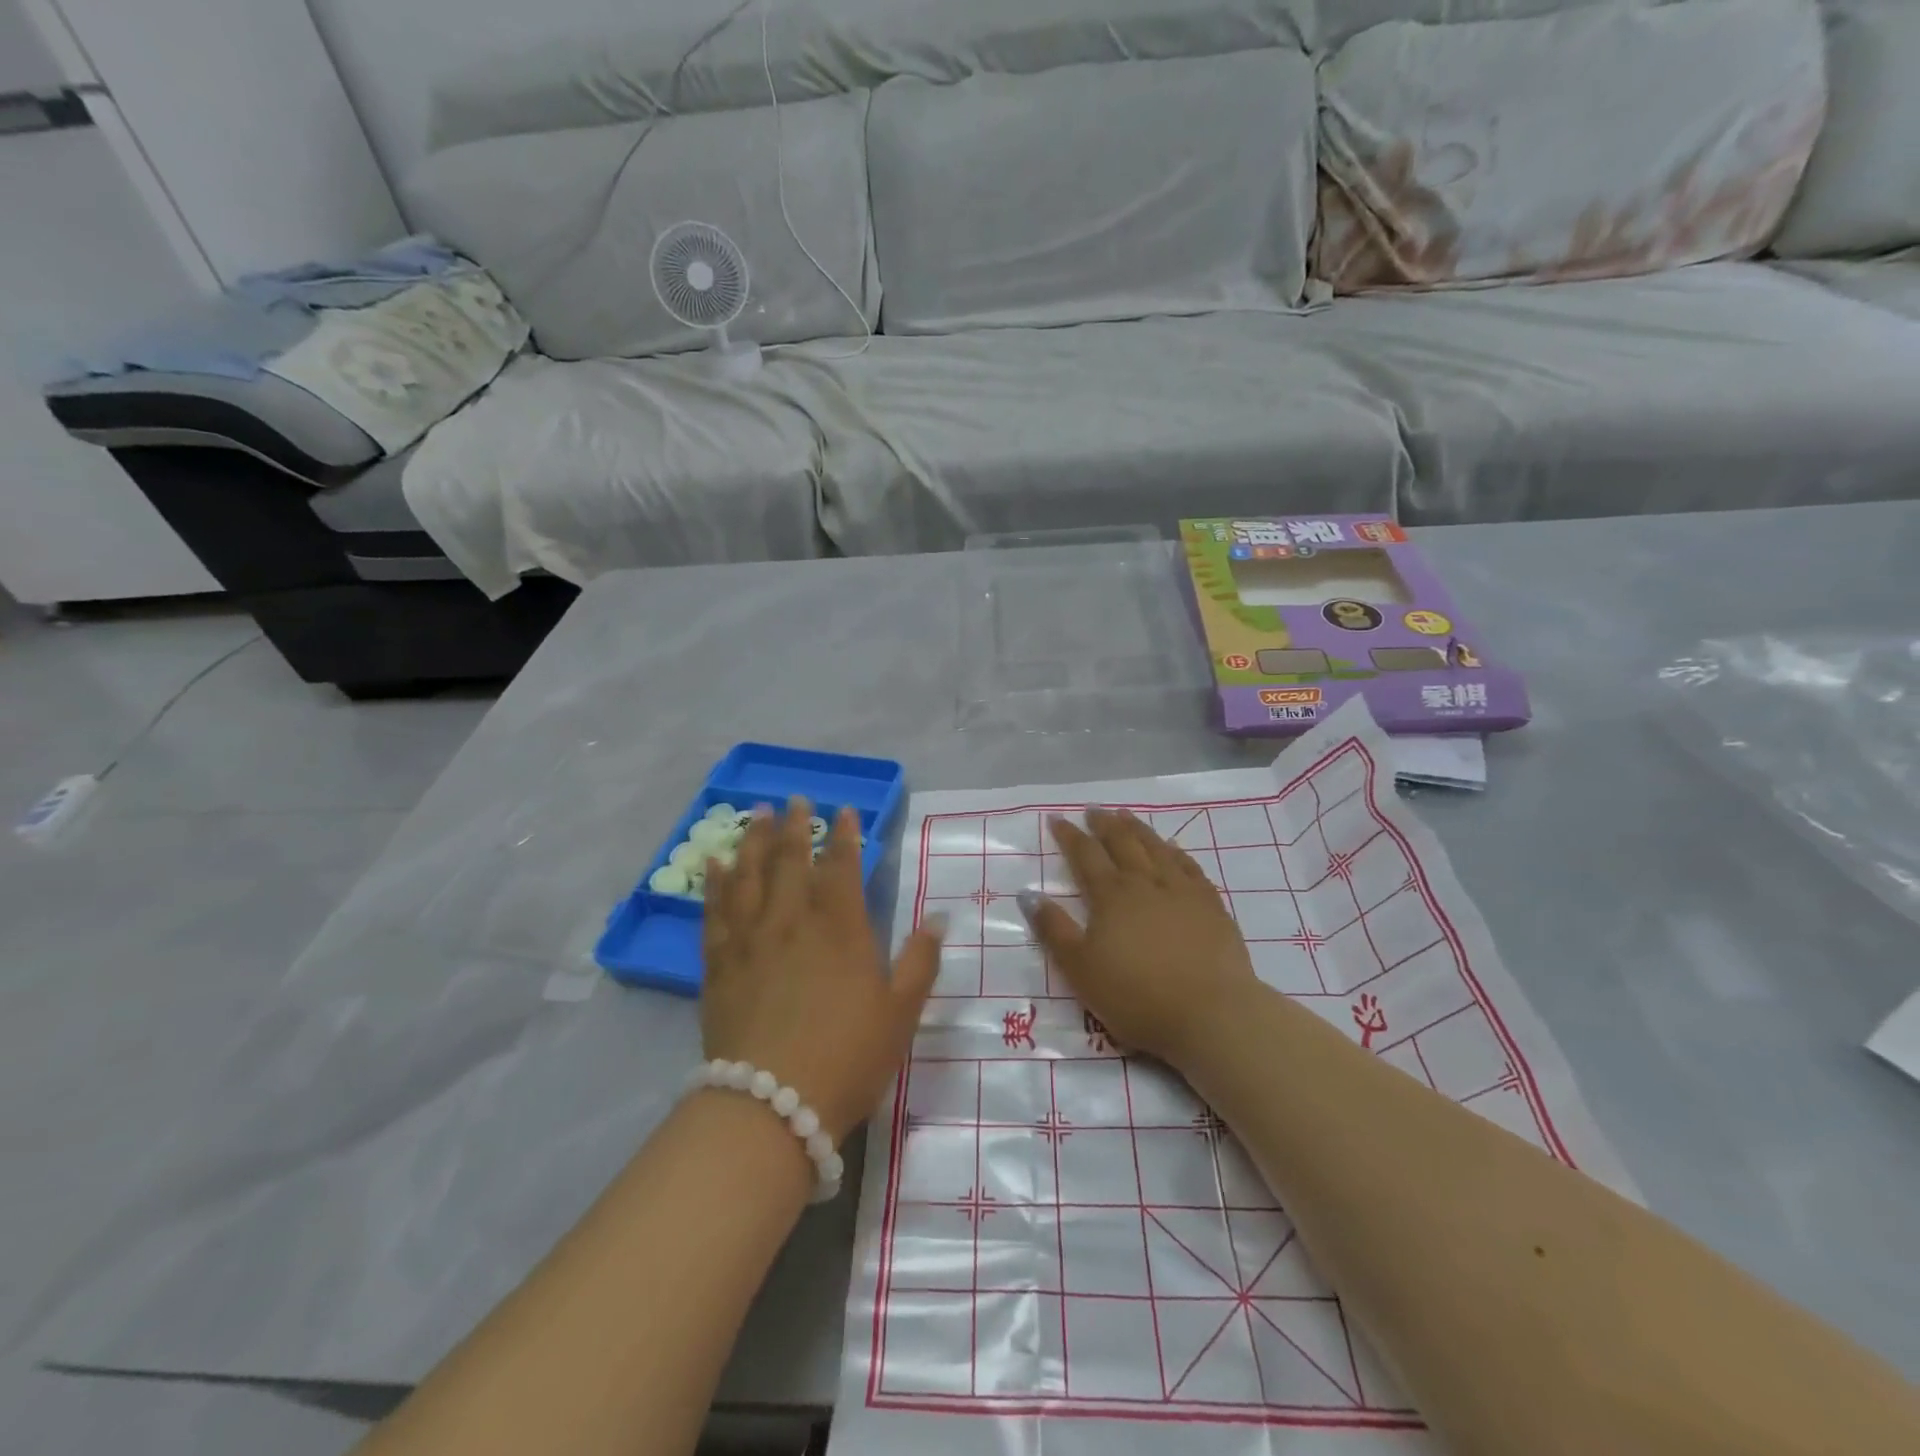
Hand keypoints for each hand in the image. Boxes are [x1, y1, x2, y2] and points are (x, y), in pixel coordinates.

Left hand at [701, 799, 944, 1141]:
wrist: (771, 1105)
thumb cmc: (847, 1057)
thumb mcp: (900, 1012)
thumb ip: (920, 960)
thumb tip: (938, 917)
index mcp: (841, 929)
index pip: (841, 867)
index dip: (844, 836)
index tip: (844, 811)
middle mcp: (793, 922)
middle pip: (791, 860)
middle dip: (795, 826)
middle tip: (795, 798)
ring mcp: (751, 940)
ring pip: (750, 876)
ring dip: (753, 840)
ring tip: (754, 814)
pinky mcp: (720, 964)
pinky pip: (715, 912)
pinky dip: (715, 883)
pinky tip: (715, 864)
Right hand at [1021, 808, 1255, 1068]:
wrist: (1211, 1013)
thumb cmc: (1136, 996)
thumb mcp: (1081, 969)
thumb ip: (1054, 929)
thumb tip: (1029, 894)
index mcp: (1111, 896)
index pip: (1085, 856)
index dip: (1070, 836)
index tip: (1057, 819)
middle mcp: (1145, 883)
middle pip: (1122, 843)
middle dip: (1104, 824)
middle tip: (1094, 810)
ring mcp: (1182, 891)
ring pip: (1156, 848)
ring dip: (1138, 829)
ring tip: (1126, 815)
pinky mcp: (1211, 906)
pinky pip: (1190, 867)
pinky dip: (1176, 852)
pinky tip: (1173, 847)